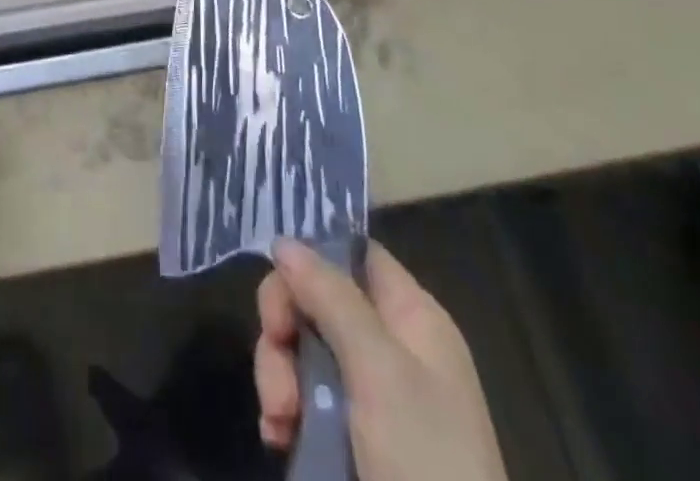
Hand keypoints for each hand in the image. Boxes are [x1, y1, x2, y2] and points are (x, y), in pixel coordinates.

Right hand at [254, 238, 508, 480]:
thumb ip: (330, 296)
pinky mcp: (349, 441)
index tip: (278, 274)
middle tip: (275, 351)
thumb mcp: (378, 369)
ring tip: (277, 419)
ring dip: (278, 375)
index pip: (355, 254)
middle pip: (318, 300)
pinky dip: (283, 411)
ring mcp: (370, 398)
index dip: (314, 254)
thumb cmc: (424, 459)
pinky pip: (303, 400)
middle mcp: (390, 348)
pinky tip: (277, 436)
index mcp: (412, 319)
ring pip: (303, 351)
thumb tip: (285, 241)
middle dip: (285, 324)